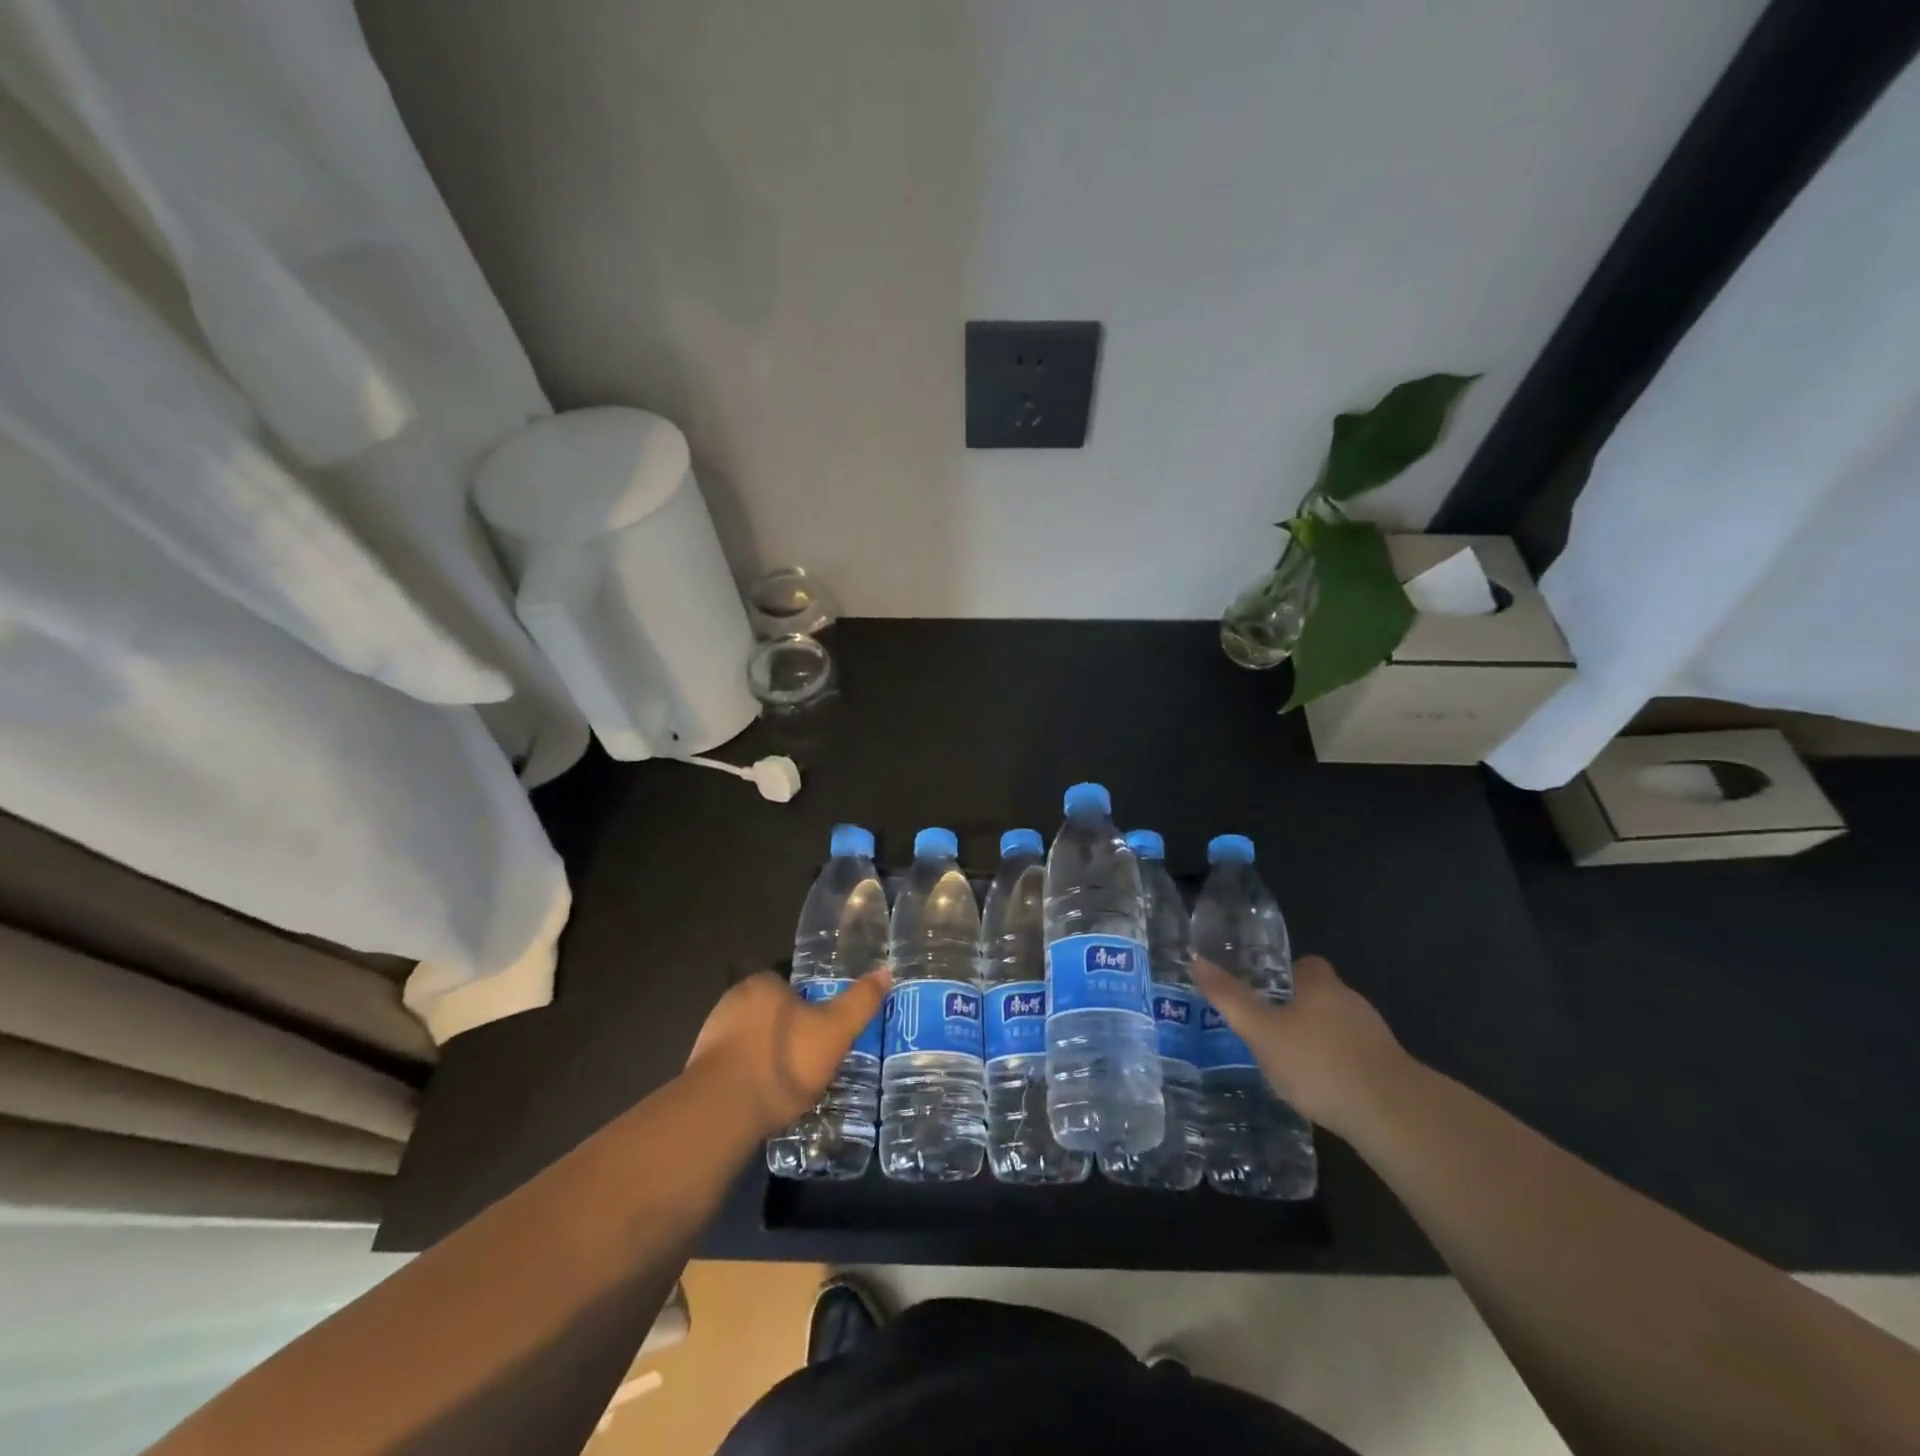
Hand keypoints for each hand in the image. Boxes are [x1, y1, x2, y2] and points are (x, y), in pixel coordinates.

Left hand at [684, 968, 891, 1138]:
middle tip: (815, 1059)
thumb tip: (886, 971)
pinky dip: (751, 1079)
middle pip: (773, 1013)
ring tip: (793, 1085)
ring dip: (770, 1057)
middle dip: (791, 1033)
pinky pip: (735, 1068)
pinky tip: (766, 1100)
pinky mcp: (699, 1070)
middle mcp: (732, 1000)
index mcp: (762, 983)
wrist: (723, 1113)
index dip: (812, 1006)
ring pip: (753, 1041)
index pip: (793, 985)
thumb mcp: (835, 1030)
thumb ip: (860, 1001)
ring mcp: (712, 1035)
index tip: (827, 1030)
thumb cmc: (784, 1061)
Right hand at [1192, 954, 1408, 1133]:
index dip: (1287, 976)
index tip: (1266, 994)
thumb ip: (1230, 999)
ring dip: (1320, 1041)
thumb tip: (1197, 961)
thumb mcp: (1261, 1030)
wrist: (1391, 1114)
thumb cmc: (1317, 1061)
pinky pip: (1356, 1059)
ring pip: (1340, 1029)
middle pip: (1323, 997)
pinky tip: (1323, 1091)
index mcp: (1321, 985)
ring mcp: (1375, 1037)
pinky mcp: (1390, 1071)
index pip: (1306, 965)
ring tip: (1292, 1066)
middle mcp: (1352, 1002)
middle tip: (1270, 1032)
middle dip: (1300, 1011)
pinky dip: (1339, 1068)